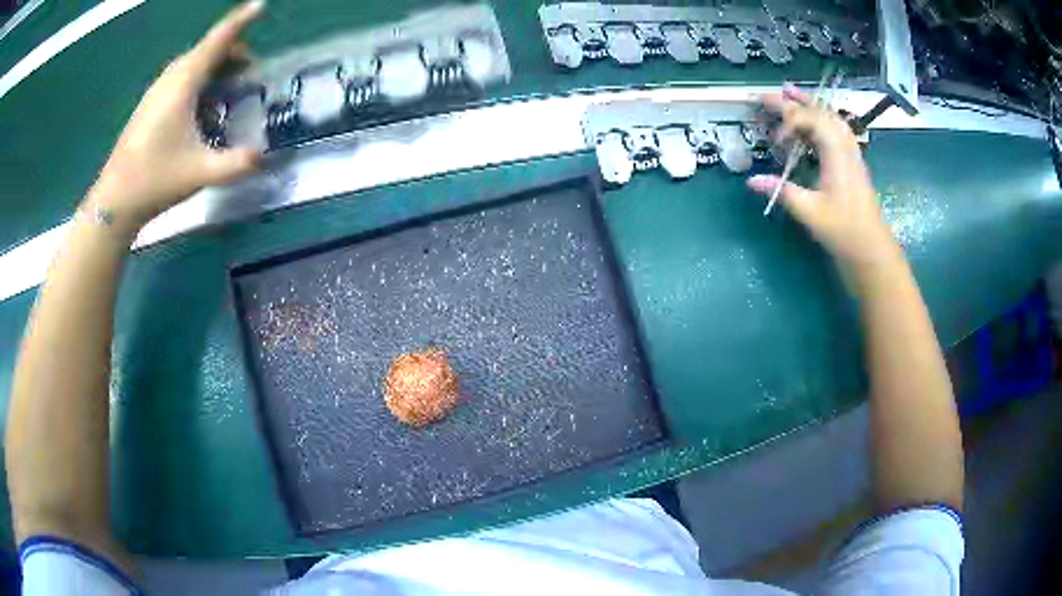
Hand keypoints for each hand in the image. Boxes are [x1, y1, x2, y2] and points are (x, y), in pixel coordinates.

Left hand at [89, 0, 264, 231]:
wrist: (115, 201)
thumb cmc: (155, 180)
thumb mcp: (201, 173)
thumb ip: (236, 163)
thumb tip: (265, 155)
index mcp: (183, 83)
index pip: (218, 41)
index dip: (241, 21)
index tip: (260, 4)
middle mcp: (170, 79)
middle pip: (208, 51)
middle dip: (233, 55)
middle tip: (250, 78)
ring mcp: (157, 91)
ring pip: (193, 65)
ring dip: (216, 70)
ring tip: (229, 95)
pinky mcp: (150, 105)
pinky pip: (181, 80)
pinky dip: (199, 84)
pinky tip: (202, 112)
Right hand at [747, 85, 900, 270]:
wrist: (872, 251)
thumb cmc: (844, 231)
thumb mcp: (811, 213)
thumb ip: (782, 192)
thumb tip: (751, 181)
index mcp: (837, 154)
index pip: (811, 120)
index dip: (788, 122)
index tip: (775, 143)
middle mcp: (846, 147)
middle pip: (820, 113)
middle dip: (793, 102)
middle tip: (766, 97)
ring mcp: (851, 154)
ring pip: (830, 118)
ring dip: (809, 105)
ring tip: (789, 93)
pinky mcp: (852, 164)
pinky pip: (836, 131)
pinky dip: (820, 120)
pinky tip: (811, 123)